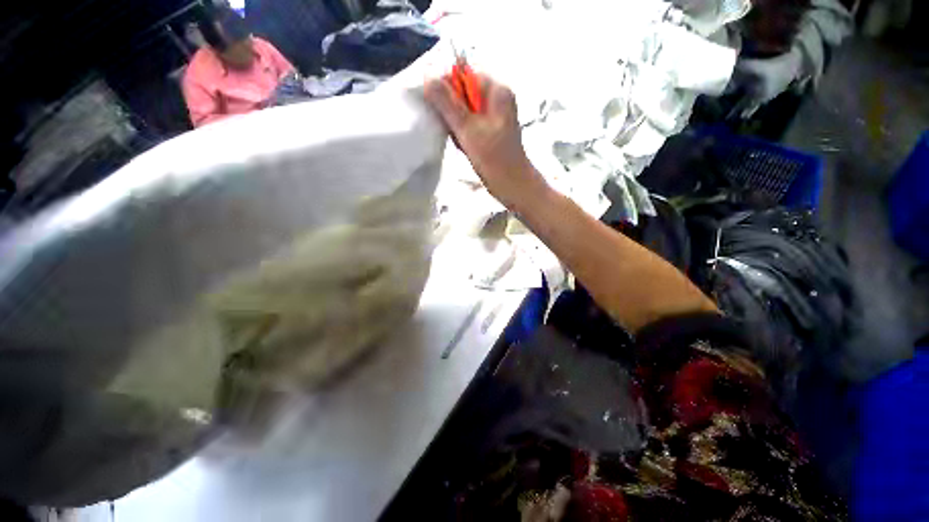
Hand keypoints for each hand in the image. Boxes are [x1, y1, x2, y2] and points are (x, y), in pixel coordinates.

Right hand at [424, 75, 547, 210]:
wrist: (512, 186)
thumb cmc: (493, 158)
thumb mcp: (467, 129)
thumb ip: (447, 103)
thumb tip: (427, 78)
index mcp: (497, 90)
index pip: (464, 75)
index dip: (447, 88)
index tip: (438, 109)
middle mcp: (497, 99)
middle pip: (464, 94)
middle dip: (453, 113)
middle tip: (455, 132)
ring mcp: (494, 116)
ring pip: (465, 112)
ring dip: (457, 126)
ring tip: (462, 143)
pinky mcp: (491, 131)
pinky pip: (470, 125)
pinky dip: (464, 135)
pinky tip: (465, 148)